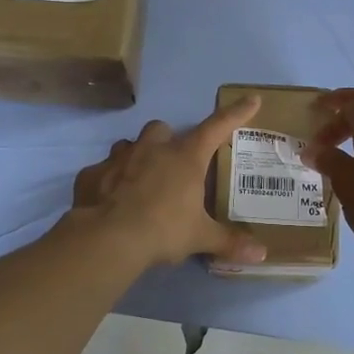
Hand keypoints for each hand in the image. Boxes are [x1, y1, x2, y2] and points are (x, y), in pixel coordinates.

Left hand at [69, 97, 267, 271]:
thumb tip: (262, 255)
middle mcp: (152, 149)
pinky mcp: (92, 174)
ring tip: (139, 180)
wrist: (109, 238)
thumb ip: (229, 242)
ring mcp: (118, 158)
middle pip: (161, 129)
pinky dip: (107, 181)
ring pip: (128, 145)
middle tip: (171, 163)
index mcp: (185, 158)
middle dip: (166, 140)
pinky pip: (101, 171)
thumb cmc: (163, 230)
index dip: (235, 114)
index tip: (251, 99)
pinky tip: (109, 199)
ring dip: (136, 156)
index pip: (216, 128)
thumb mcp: (200, 237)